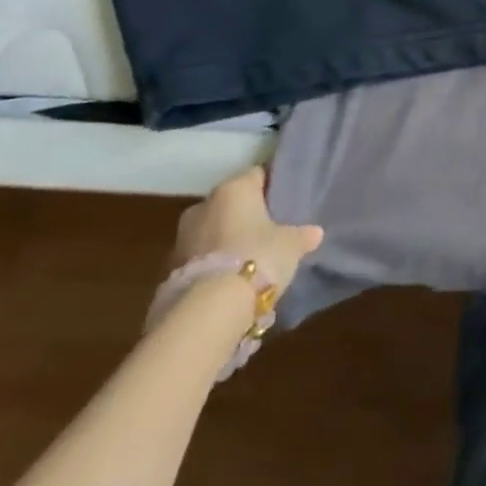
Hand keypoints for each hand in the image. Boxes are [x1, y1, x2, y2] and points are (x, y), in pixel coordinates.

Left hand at [172, 166, 323, 295]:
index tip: (284, 201)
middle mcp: (204, 205)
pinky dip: (213, 265)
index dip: (271, 186)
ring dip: (226, 241)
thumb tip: (315, 233)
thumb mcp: (291, 245)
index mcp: (234, 188)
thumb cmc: (258, 257)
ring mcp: (182, 238)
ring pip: (212, 231)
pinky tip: (230, 280)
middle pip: (230, 203)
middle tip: (267, 230)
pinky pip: (200, 258)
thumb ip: (302, 235)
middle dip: (244, 215)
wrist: (209, 310)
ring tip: (249, 259)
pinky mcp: (170, 270)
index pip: (256, 175)